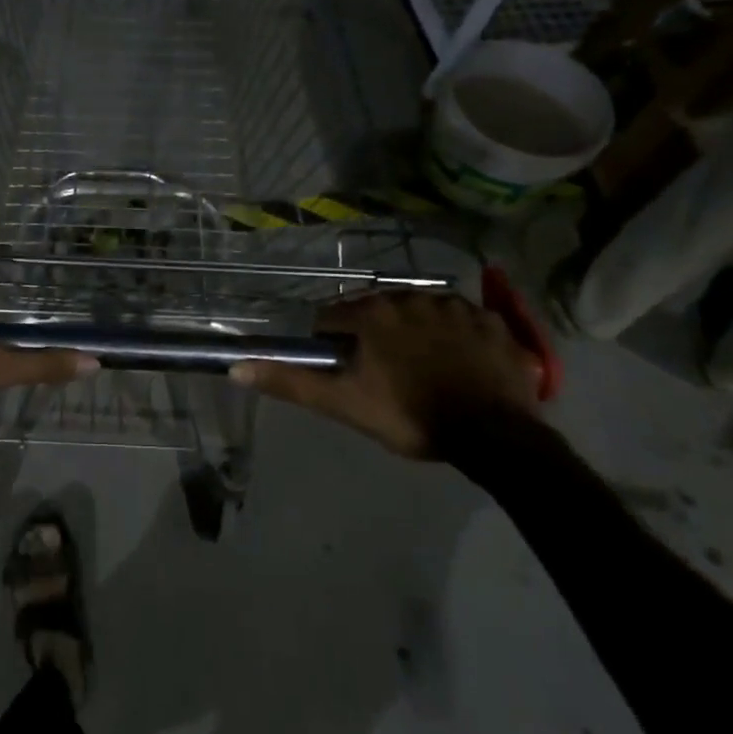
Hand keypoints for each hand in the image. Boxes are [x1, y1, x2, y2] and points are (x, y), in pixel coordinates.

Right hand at [230, 292, 538, 457]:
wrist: (496, 436)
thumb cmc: (410, 416)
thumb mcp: (344, 403)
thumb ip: (291, 382)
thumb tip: (236, 368)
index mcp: (373, 313)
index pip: (331, 317)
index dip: (330, 343)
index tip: (341, 369)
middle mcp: (412, 297)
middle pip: (376, 309)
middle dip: (372, 334)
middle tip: (380, 372)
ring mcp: (457, 306)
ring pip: (420, 311)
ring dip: (413, 331)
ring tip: (420, 367)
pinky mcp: (493, 322)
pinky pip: (463, 320)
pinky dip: (455, 335)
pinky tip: (458, 362)